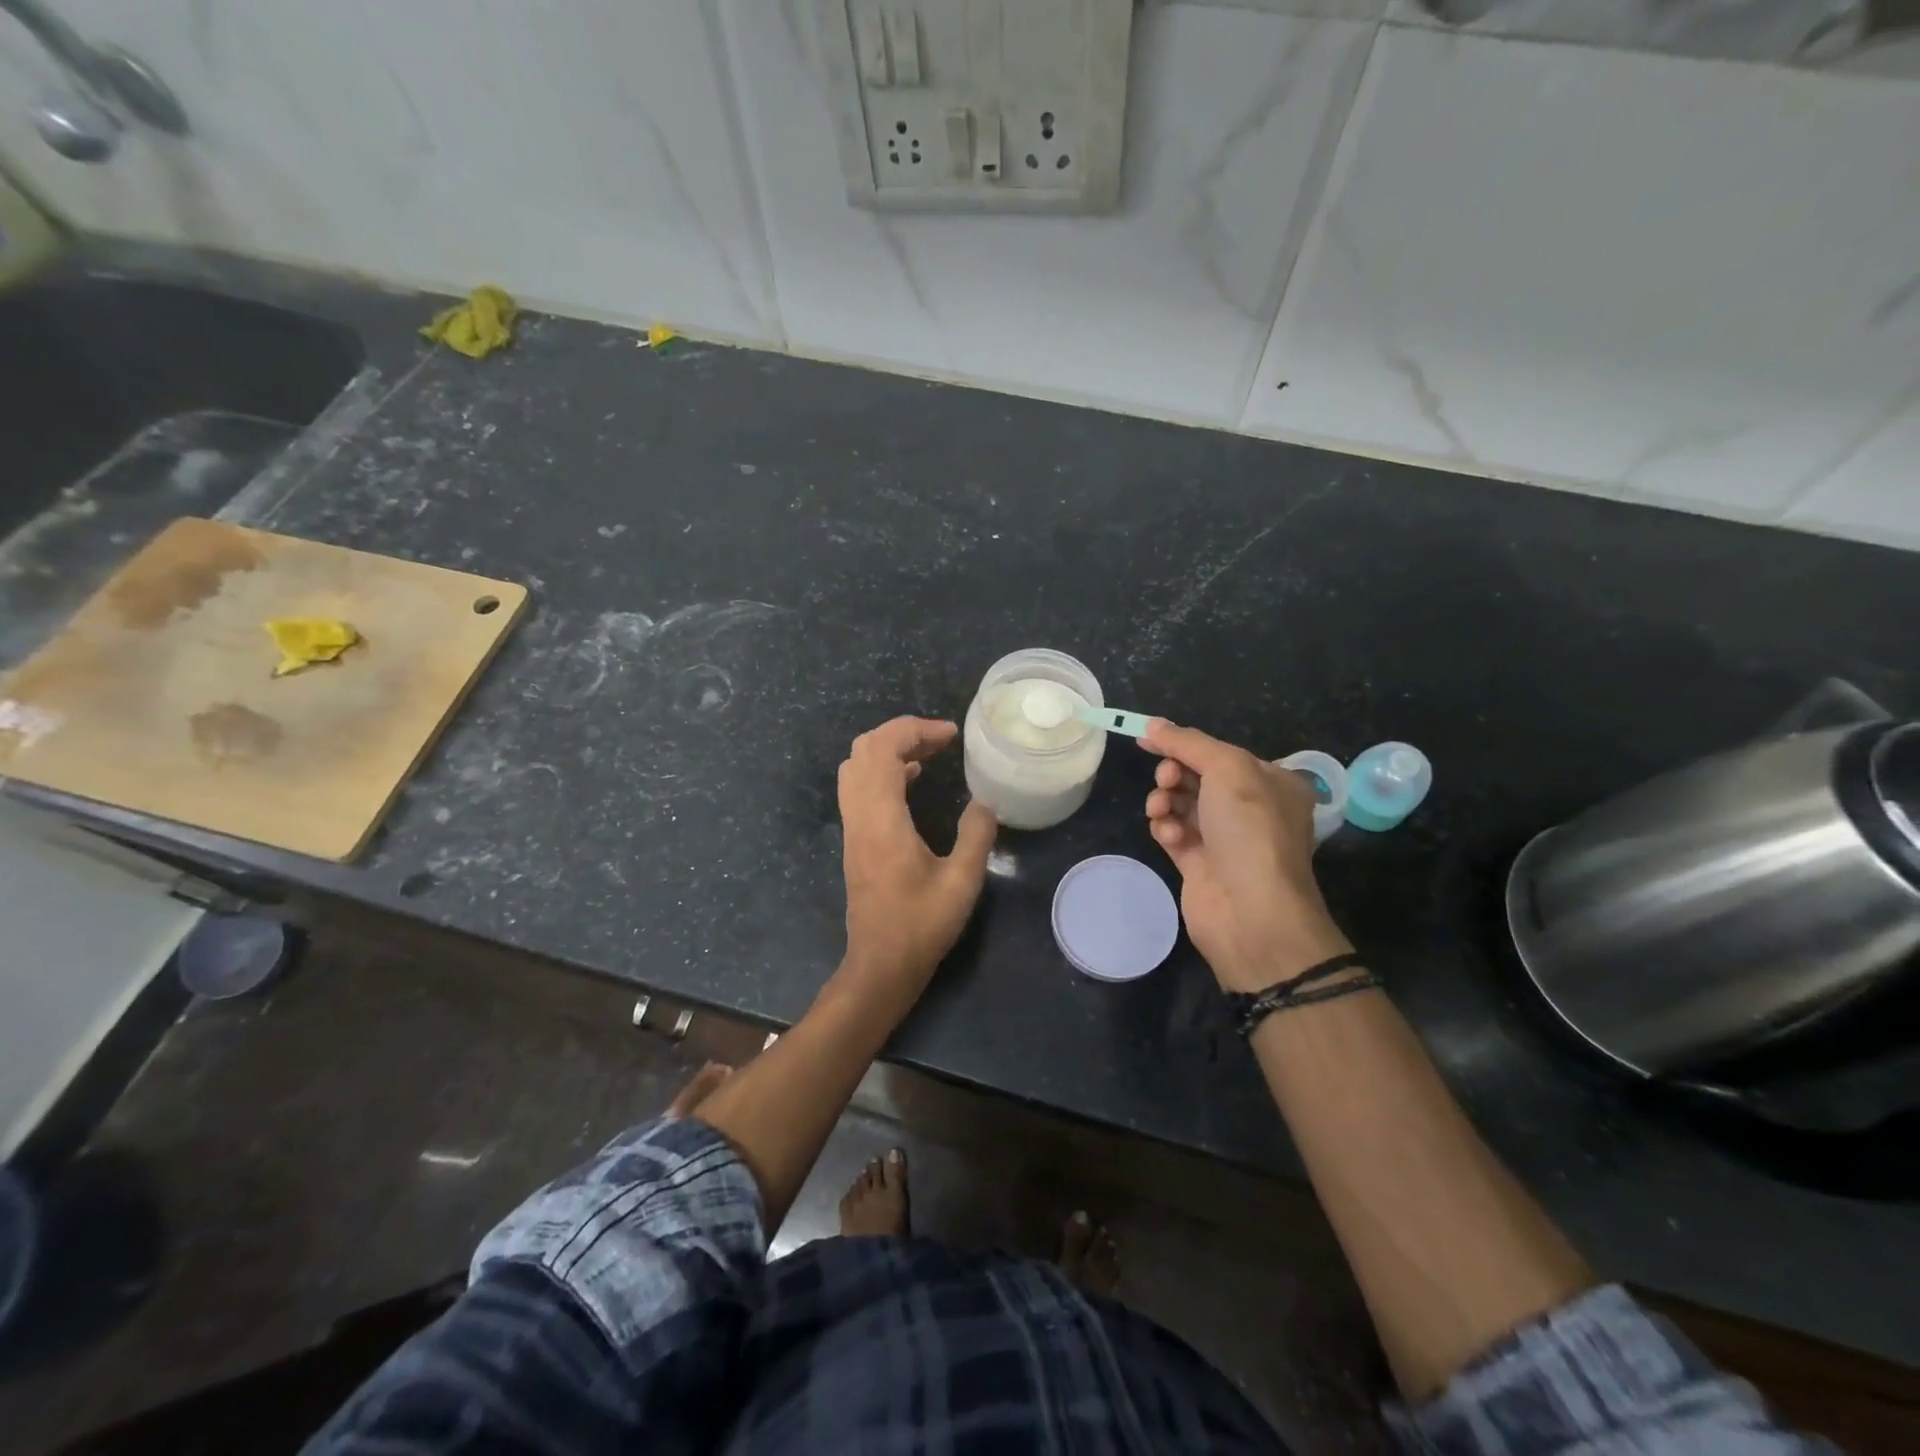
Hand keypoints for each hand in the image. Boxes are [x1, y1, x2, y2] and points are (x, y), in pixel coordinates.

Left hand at [837, 717, 997, 1006]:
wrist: (880, 965)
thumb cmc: (921, 926)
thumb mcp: (962, 882)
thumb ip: (976, 835)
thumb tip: (985, 801)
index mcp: (882, 819)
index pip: (884, 749)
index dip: (915, 730)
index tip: (951, 735)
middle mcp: (860, 816)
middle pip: (864, 749)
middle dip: (902, 733)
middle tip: (941, 740)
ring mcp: (853, 827)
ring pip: (857, 766)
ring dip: (890, 749)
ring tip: (931, 752)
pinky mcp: (855, 839)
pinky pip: (859, 786)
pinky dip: (883, 769)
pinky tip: (912, 778)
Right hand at [1140, 720, 1352, 992]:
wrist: (1252, 911)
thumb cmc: (1250, 829)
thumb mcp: (1227, 768)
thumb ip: (1187, 742)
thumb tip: (1151, 724)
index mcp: (1272, 782)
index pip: (1220, 753)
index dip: (1184, 744)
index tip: (1147, 738)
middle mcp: (1252, 809)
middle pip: (1197, 777)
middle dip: (1174, 773)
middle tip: (1166, 780)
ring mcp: (1225, 839)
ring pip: (1181, 804)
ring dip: (1165, 800)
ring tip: (1160, 810)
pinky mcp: (1200, 864)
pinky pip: (1173, 833)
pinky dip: (1166, 829)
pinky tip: (1168, 836)